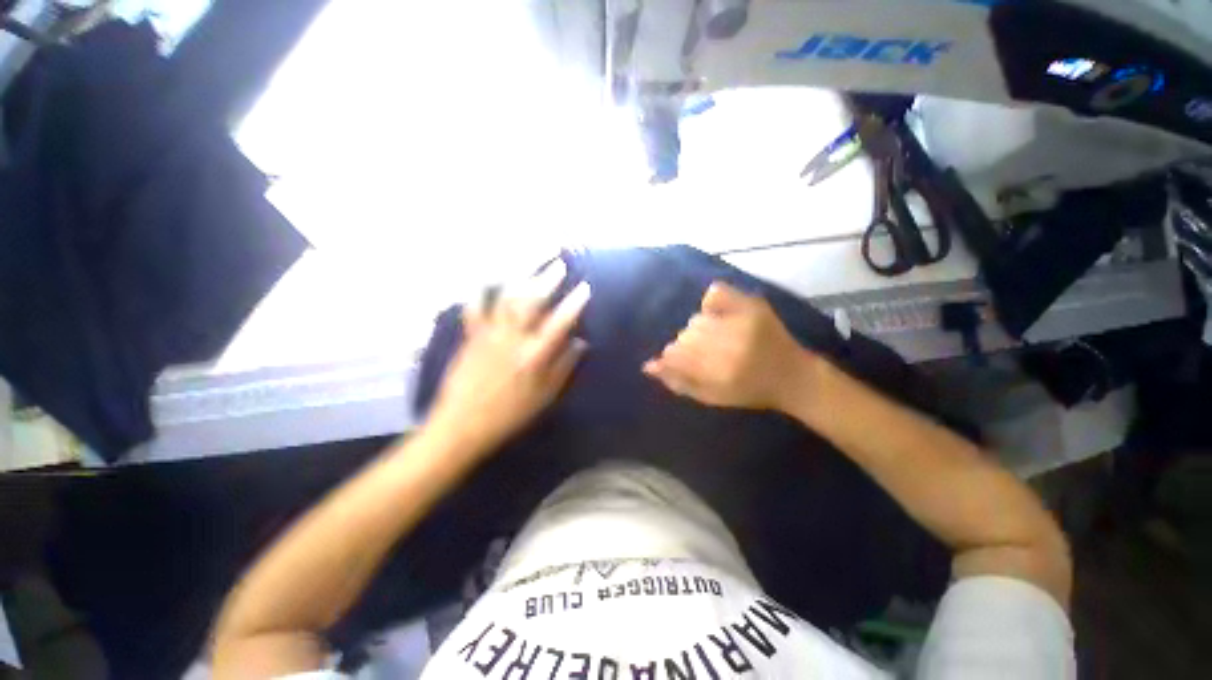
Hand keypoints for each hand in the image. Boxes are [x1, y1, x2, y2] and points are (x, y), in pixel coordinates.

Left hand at [426, 261, 590, 455]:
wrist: (463, 424)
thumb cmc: (510, 414)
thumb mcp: (545, 396)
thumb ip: (564, 367)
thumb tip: (580, 342)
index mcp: (535, 356)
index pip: (559, 323)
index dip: (574, 303)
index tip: (584, 287)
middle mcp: (513, 339)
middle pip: (532, 302)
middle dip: (547, 279)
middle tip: (559, 264)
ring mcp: (490, 335)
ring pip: (506, 298)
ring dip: (520, 279)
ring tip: (531, 265)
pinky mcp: (471, 336)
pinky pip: (474, 308)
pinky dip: (480, 292)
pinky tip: (486, 280)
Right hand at [643, 282, 812, 410]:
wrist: (792, 376)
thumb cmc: (749, 391)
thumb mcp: (711, 397)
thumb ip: (678, 381)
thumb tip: (647, 365)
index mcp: (718, 372)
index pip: (675, 354)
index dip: (675, 357)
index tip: (685, 361)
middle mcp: (729, 345)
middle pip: (685, 336)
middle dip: (690, 345)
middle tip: (707, 353)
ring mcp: (743, 322)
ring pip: (697, 320)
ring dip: (701, 328)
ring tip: (718, 337)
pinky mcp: (753, 306)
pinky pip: (716, 293)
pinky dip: (712, 302)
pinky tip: (720, 315)